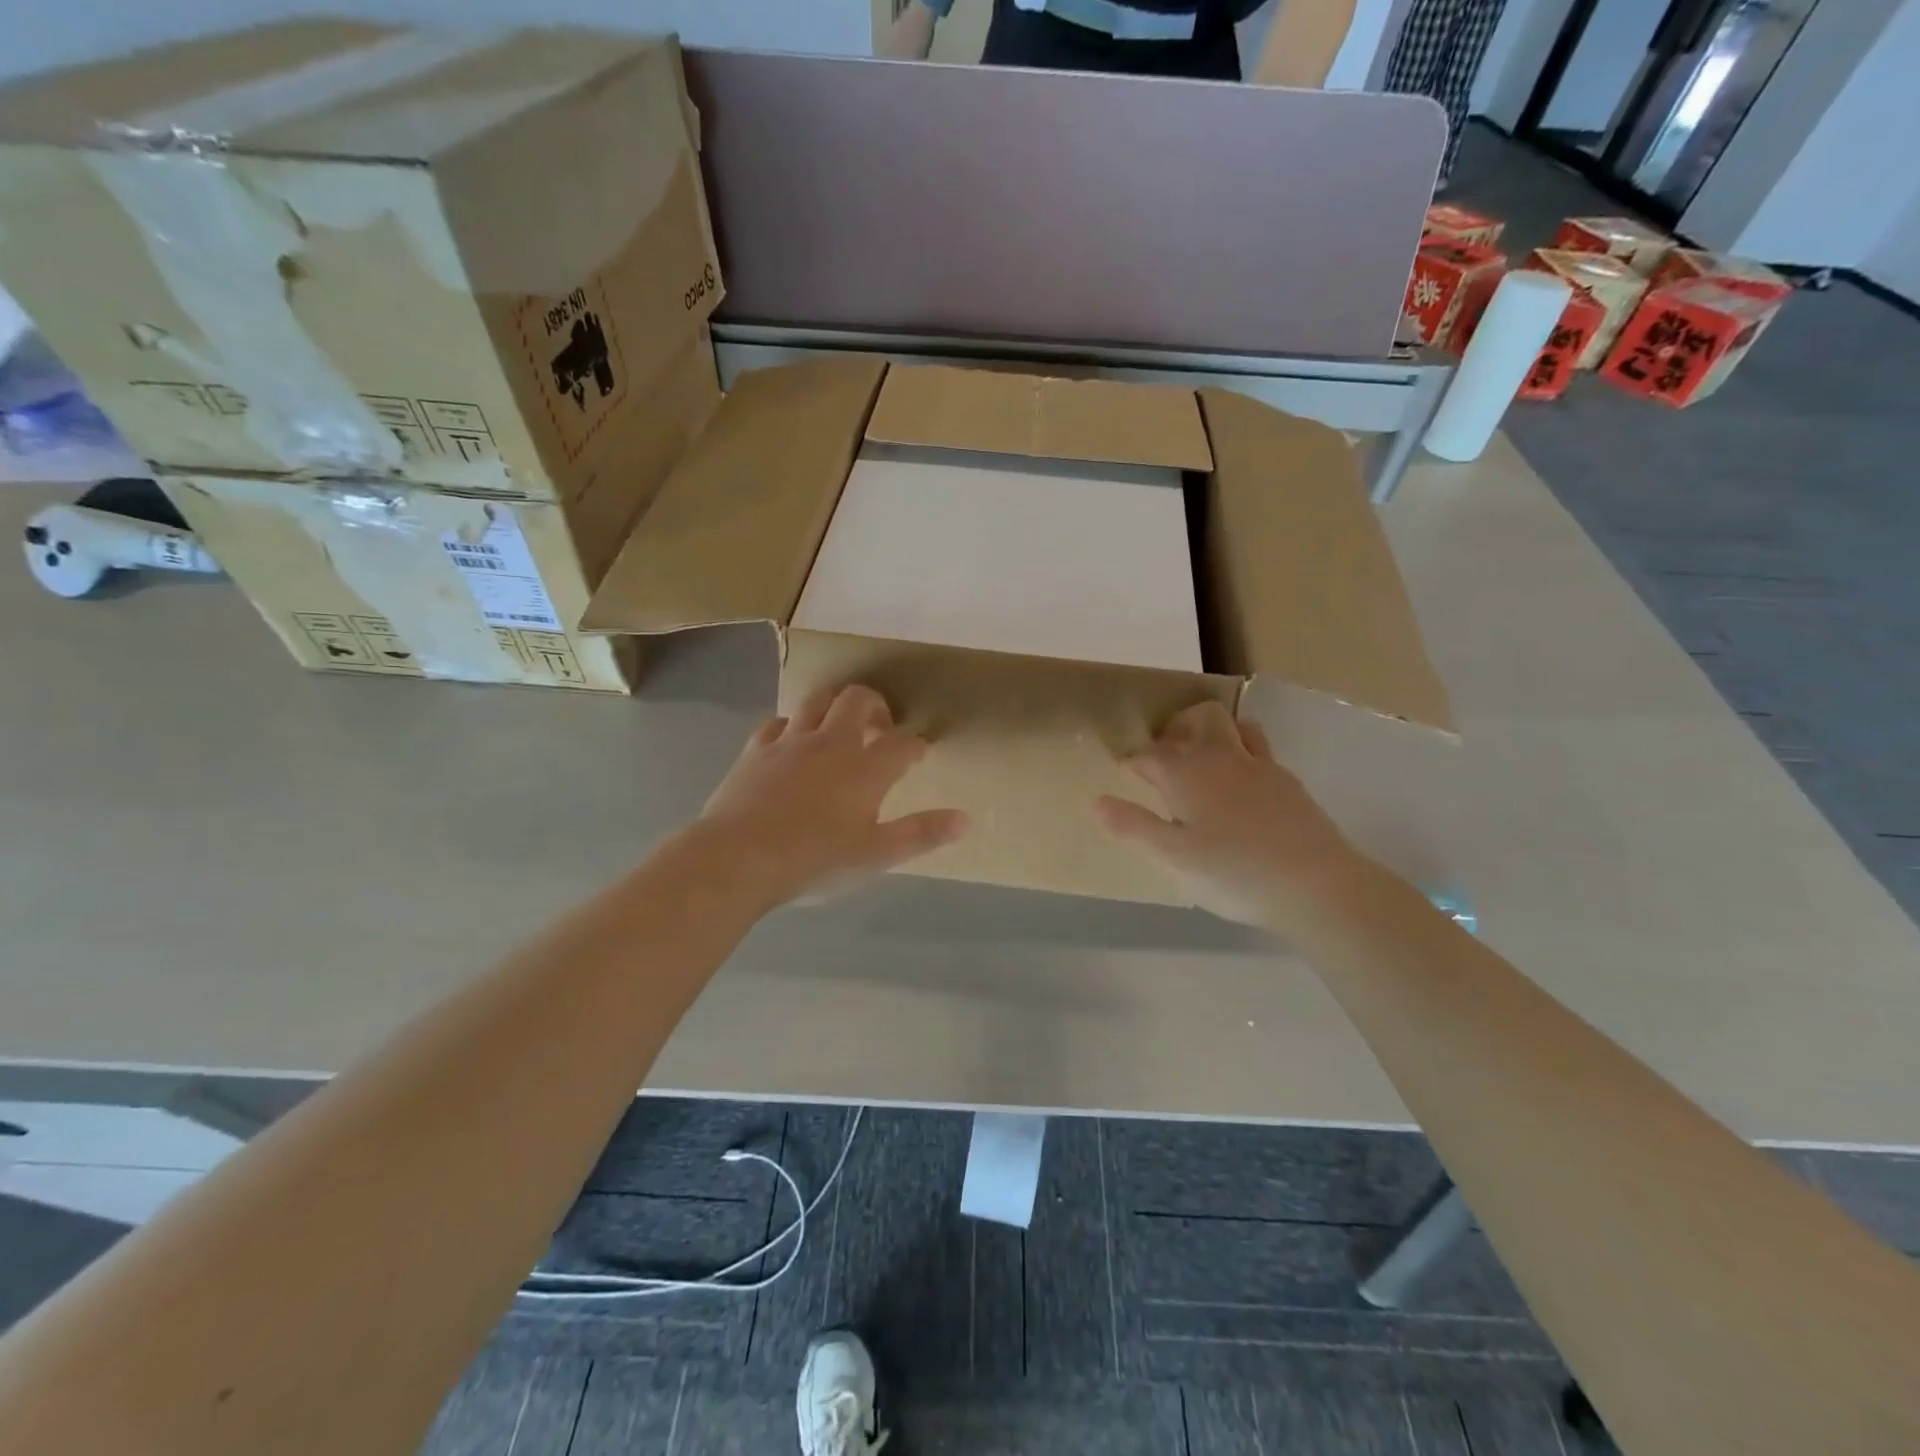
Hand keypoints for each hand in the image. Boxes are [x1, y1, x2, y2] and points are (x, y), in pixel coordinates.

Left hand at [689, 684, 966, 909]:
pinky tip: (791, 742)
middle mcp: (831, 743)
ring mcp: (790, 742)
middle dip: (876, 705)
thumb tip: (964, 819)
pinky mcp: (755, 750)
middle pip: (858, 700)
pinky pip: (777, 722)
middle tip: (881, 727)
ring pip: (816, 701)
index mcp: (866, 768)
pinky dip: (792, 726)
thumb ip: (921, 834)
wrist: (737, 859)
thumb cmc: (814, 861)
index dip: (916, 745)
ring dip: (834, 705)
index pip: (903, 743)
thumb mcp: (876, 856)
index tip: (920, 753)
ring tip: (839, 725)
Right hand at [1096, 701, 1373, 930]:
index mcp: (1186, 773)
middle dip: (1176, 728)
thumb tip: (1098, 801)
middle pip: (1198, 719)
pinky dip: (1242, 753)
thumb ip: (1134, 827)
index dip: (1133, 760)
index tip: (1125, 773)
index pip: (1149, 753)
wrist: (1317, 885)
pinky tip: (1241, 786)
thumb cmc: (1234, 873)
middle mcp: (1222, 758)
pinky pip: (1259, 750)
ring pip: (1234, 726)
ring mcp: (1260, 766)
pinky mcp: (1288, 782)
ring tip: (1203, 761)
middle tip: (1164, 756)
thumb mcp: (1173, 858)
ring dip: (1214, 733)